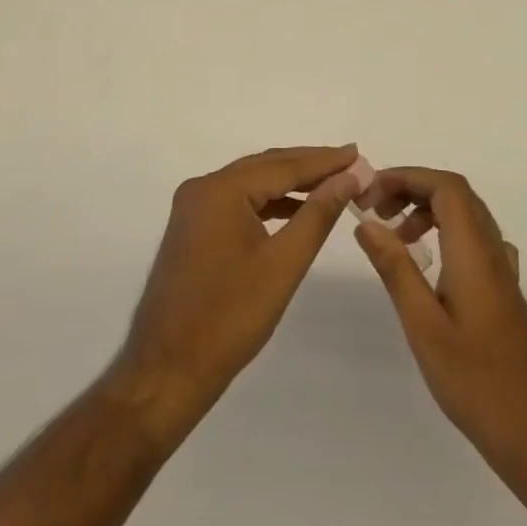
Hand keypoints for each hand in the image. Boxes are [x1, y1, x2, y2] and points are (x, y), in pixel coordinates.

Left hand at [113, 144, 365, 444]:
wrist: (167, 371)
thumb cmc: (229, 319)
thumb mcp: (284, 264)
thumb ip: (318, 214)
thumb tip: (348, 177)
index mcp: (220, 190)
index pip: (283, 166)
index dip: (324, 161)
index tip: (358, 154)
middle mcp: (203, 188)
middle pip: (266, 167)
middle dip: (310, 165)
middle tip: (351, 163)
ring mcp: (193, 208)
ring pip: (252, 183)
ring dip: (291, 183)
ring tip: (332, 184)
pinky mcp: (193, 228)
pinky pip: (238, 202)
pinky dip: (269, 202)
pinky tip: (295, 211)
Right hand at [355, 168, 526, 481]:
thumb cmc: (475, 381)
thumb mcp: (423, 325)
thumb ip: (395, 268)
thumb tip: (366, 222)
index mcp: (474, 252)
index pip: (446, 187)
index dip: (408, 177)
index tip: (371, 191)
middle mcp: (493, 251)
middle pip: (457, 195)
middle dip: (413, 190)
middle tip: (376, 210)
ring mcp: (503, 271)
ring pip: (467, 217)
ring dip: (428, 211)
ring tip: (394, 237)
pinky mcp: (504, 291)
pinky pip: (474, 240)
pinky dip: (444, 234)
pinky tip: (428, 265)